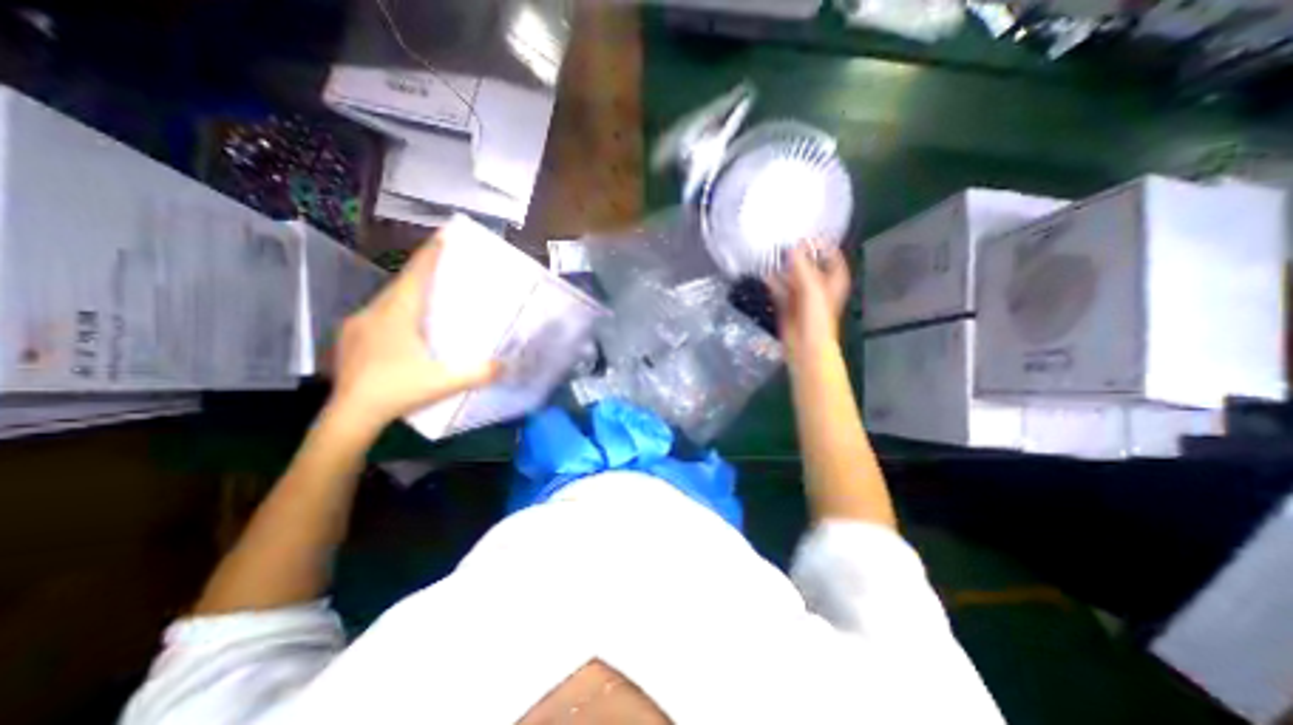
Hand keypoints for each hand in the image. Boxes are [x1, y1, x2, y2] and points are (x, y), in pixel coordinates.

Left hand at [327, 234, 495, 432]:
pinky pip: (378, 313)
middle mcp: (375, 312)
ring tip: (428, 291)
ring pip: (388, 298)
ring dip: (408, 290)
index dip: (431, 255)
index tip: (443, 235)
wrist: (349, 415)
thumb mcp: (444, 382)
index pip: (416, 276)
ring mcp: (358, 325)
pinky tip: (404, 323)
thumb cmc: (397, 391)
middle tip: (444, 264)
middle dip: (422, 270)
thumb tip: (508, 365)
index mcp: (397, 315)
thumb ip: (478, 373)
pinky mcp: (351, 338)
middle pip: (401, 283)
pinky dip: (396, 309)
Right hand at [765, 242, 850, 361]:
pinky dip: (773, 281)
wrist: (806, 348)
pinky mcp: (788, 306)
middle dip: (797, 254)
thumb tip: (793, 246)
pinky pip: (780, 289)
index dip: (821, 243)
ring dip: (783, 267)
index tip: (805, 233)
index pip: (831, 255)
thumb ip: (803, 267)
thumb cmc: (817, 319)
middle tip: (782, 241)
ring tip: (770, 254)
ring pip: (792, 276)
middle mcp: (819, 286)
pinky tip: (764, 273)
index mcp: (834, 280)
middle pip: (809, 264)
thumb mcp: (813, 288)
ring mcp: (802, 296)